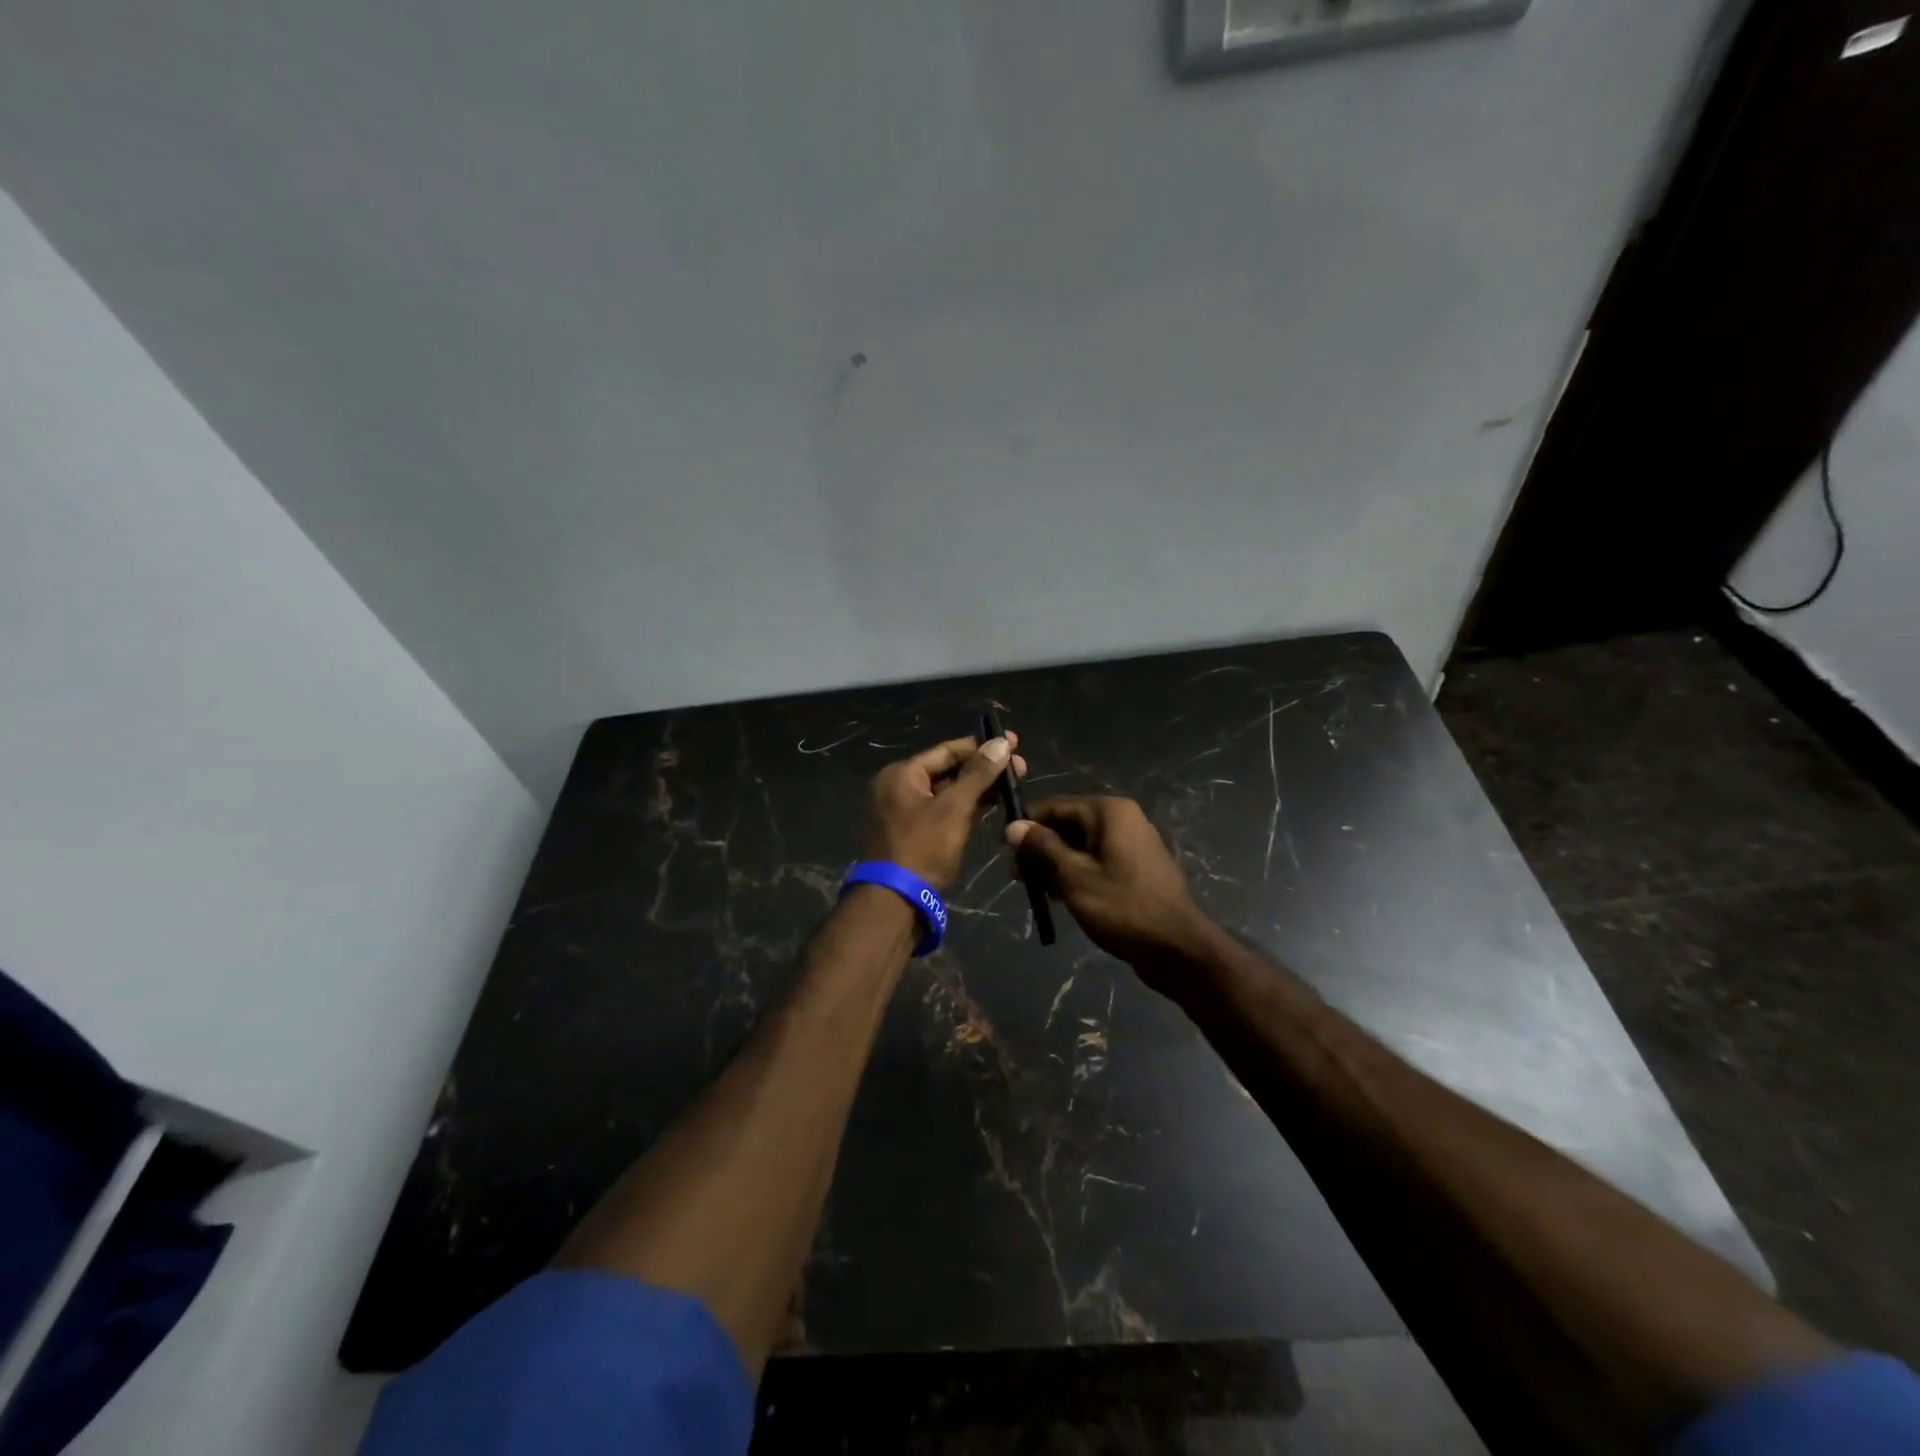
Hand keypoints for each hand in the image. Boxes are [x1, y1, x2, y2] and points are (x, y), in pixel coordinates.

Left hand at [865, 734, 1026, 891]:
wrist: (896, 901)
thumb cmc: (923, 848)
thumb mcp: (954, 808)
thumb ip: (978, 774)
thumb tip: (1002, 743)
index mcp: (902, 774)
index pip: (947, 750)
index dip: (982, 747)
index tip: (1014, 744)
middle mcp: (899, 786)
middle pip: (947, 769)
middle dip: (983, 768)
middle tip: (1020, 769)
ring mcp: (904, 811)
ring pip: (947, 790)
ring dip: (977, 787)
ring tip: (1011, 786)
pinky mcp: (913, 833)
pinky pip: (942, 809)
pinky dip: (965, 806)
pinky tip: (991, 805)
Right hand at [1006, 796, 1214, 990]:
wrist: (1177, 948)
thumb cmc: (1122, 907)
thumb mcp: (1073, 877)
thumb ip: (1042, 848)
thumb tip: (1013, 826)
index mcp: (1109, 812)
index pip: (1055, 806)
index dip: (1026, 825)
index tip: (1003, 850)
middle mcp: (1123, 818)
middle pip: (1068, 824)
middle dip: (1040, 849)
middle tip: (1017, 878)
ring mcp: (1132, 843)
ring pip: (1081, 845)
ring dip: (1056, 864)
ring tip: (1037, 891)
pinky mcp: (1136, 867)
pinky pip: (1097, 860)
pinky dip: (1077, 873)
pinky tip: (1061, 897)